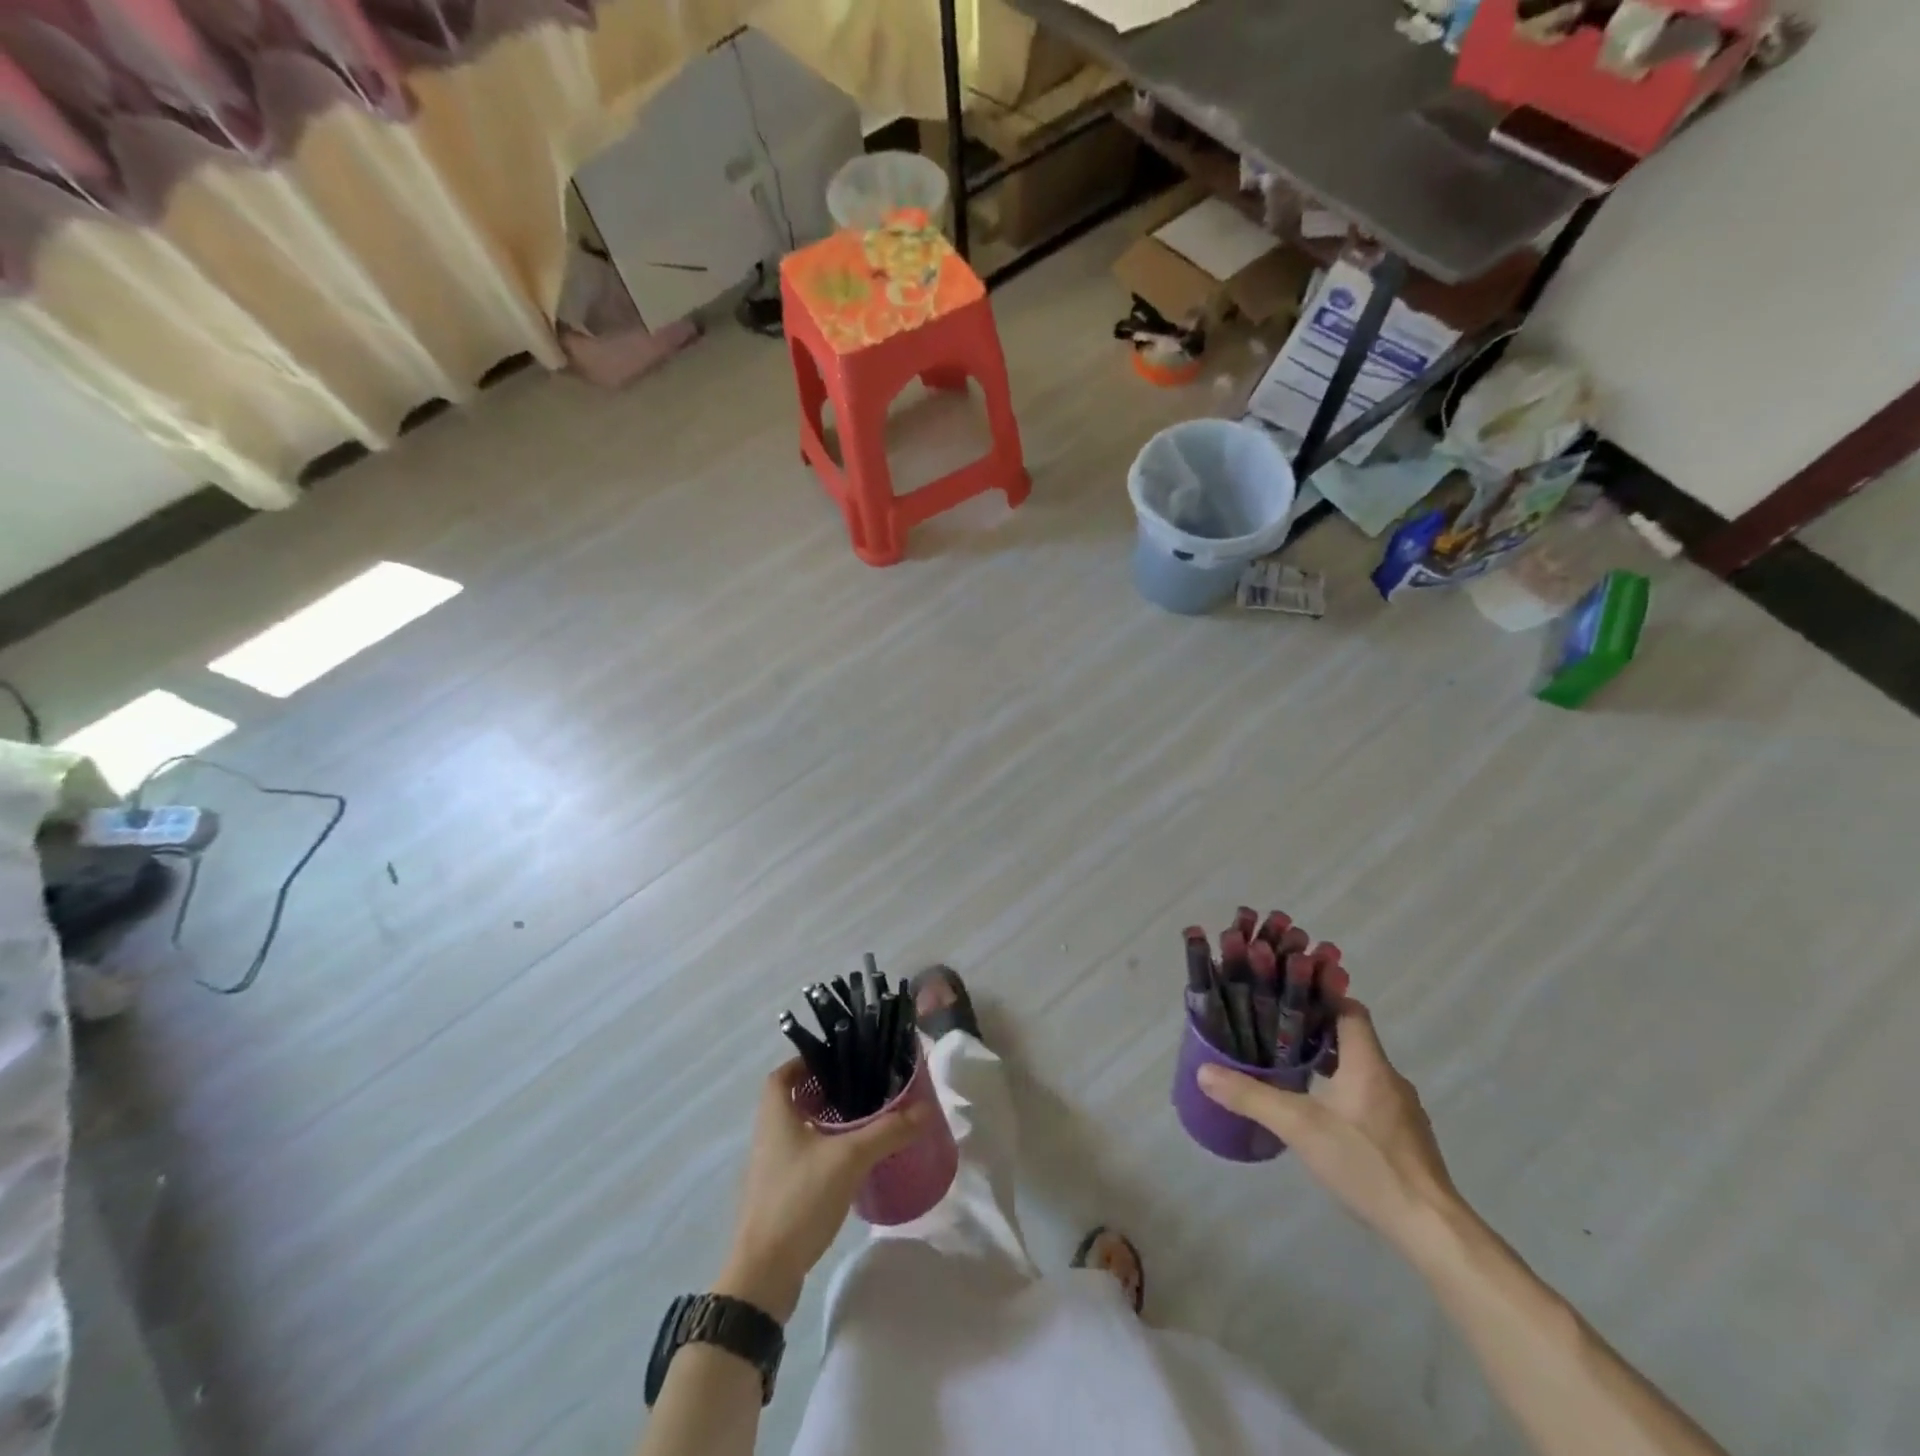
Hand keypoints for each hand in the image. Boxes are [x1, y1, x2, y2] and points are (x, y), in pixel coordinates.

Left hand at [715, 1060, 931, 1321]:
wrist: (764, 1274)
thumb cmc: (798, 1199)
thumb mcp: (849, 1158)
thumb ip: (887, 1131)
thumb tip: (925, 1108)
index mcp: (775, 1115)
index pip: (783, 1073)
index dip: (806, 1060)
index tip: (839, 1059)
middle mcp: (767, 1135)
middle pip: (793, 1099)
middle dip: (825, 1091)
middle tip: (861, 1087)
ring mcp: (771, 1168)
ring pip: (799, 1130)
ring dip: (825, 1122)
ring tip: (863, 1120)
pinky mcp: (779, 1195)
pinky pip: (802, 1158)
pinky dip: (824, 1151)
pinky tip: (851, 1162)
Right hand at [1197, 1000, 1460, 1248]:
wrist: (1431, 1228)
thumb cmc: (1367, 1163)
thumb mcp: (1299, 1127)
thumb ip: (1252, 1097)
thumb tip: (1204, 1071)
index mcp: (1368, 1063)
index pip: (1350, 1010)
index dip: (1322, 997)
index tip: (1288, 997)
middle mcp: (1390, 1078)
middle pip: (1354, 1039)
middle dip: (1317, 1033)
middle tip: (1277, 1035)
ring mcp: (1403, 1110)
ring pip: (1362, 1070)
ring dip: (1331, 1065)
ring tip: (1294, 1073)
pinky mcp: (1407, 1139)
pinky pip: (1372, 1099)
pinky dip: (1346, 1094)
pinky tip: (1325, 1118)